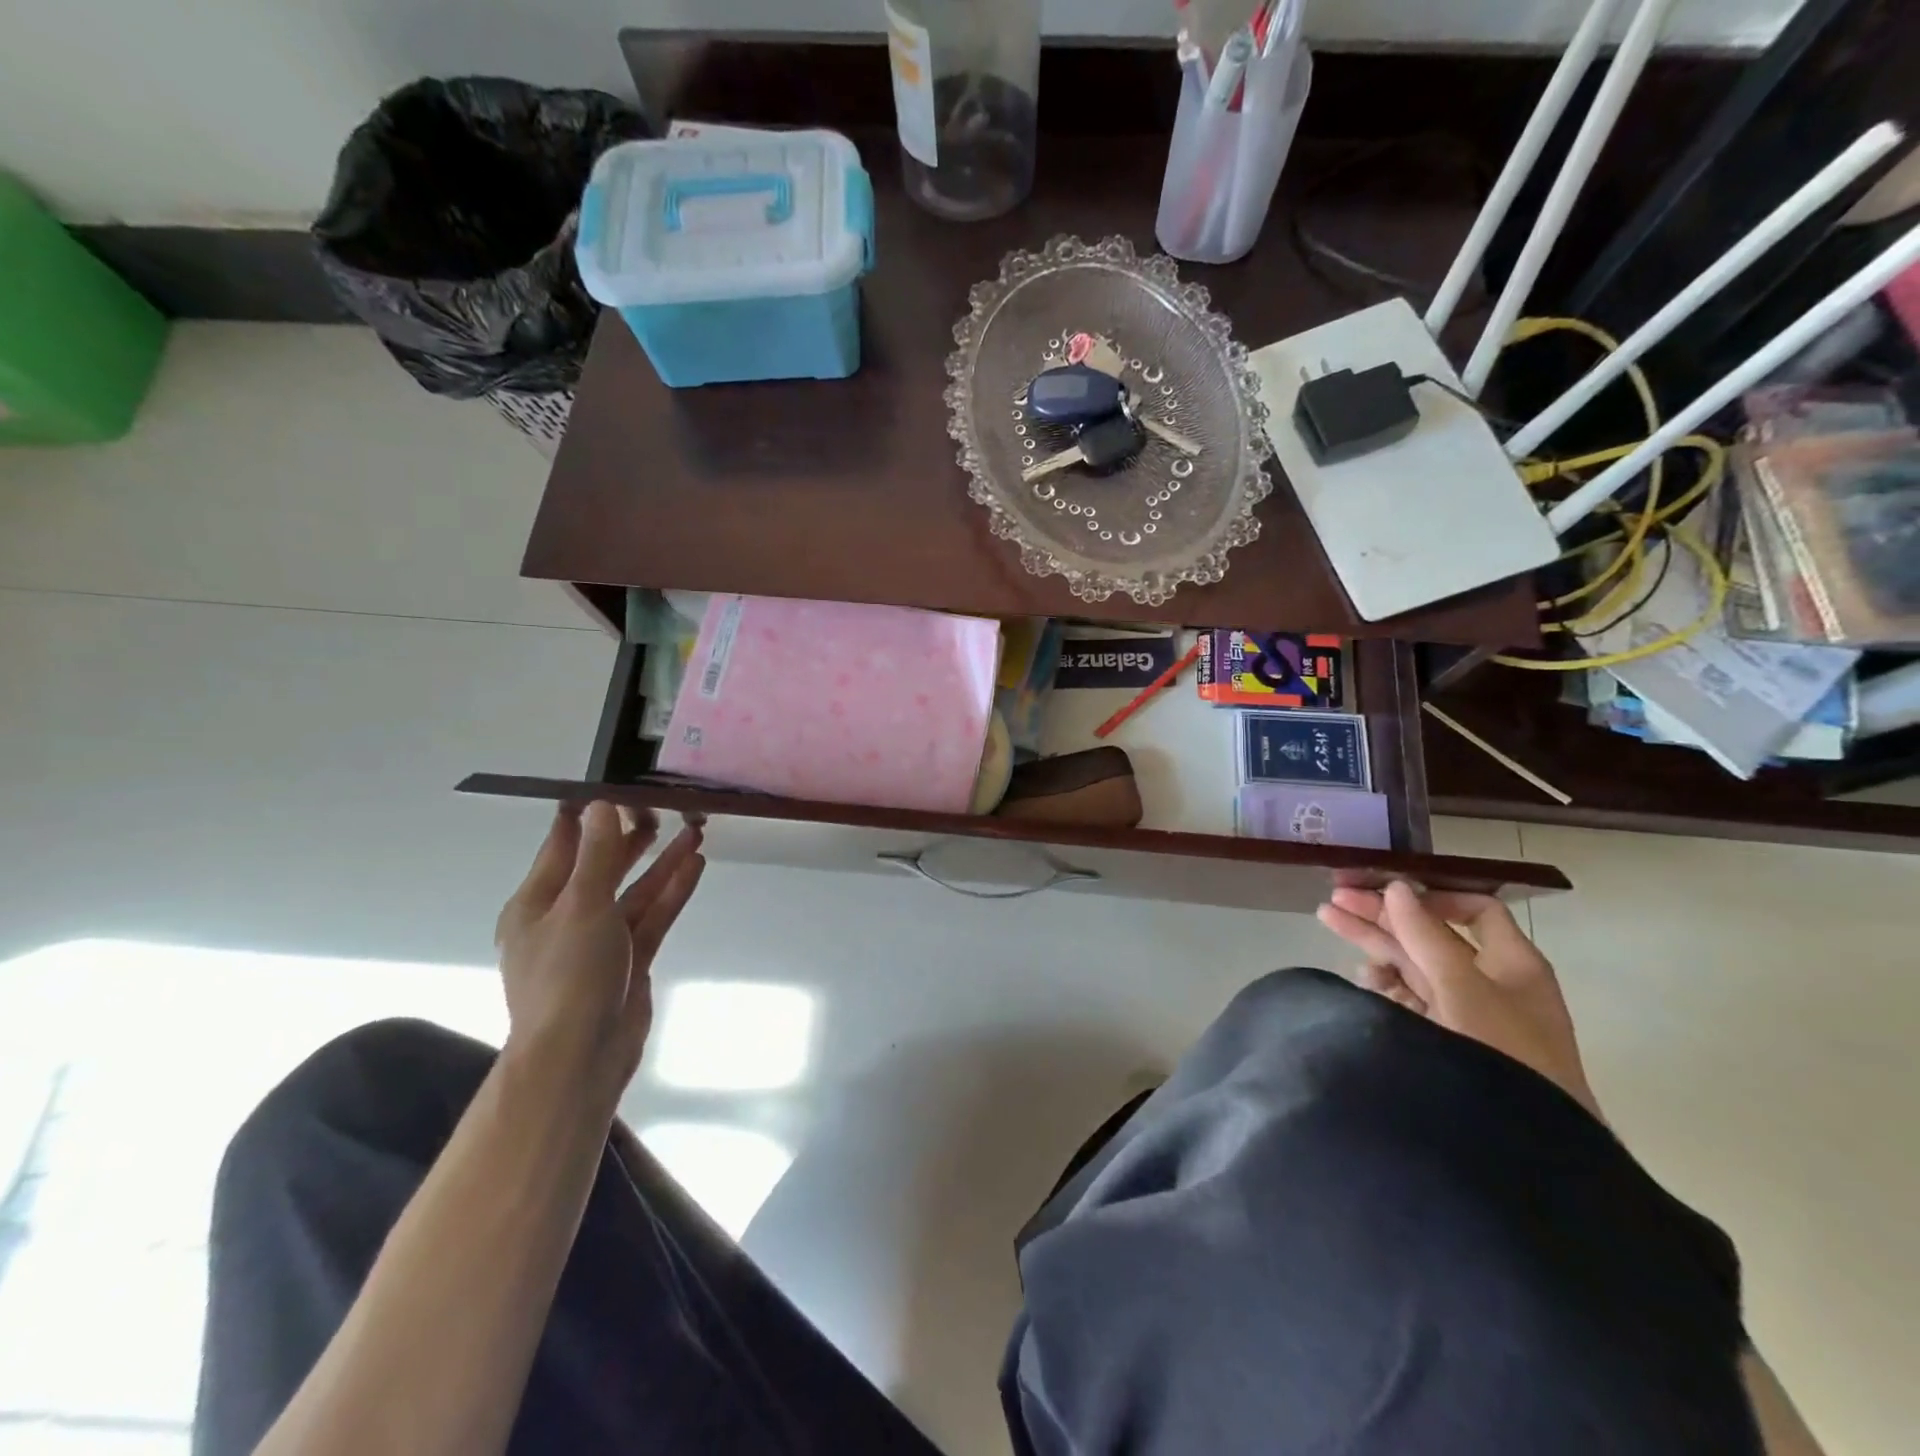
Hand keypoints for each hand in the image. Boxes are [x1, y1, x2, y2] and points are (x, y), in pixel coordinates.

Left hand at [494, 801, 705, 1096]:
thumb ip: (598, 854)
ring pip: (634, 890)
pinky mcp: (630, 959)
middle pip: (602, 867)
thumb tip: (602, 805)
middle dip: (630, 837)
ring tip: (693, 830)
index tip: (609, 786)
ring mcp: (600, 940)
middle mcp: (566, 917)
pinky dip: (671, 891)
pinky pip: (652, 915)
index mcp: (536, 904)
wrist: (580, 1057)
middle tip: (661, 806)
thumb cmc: (567, 975)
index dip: (585, 816)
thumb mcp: (582, 905)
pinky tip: (695, 865)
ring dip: (661, 863)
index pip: (562, 846)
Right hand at [1317, 882, 1601, 1120]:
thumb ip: (1425, 935)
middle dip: (1383, 915)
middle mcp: (1489, 982)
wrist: (1523, 1146)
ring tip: (1328, 922)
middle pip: (1431, 935)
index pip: (1473, 910)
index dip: (1429, 897)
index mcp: (1511, 963)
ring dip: (1373, 943)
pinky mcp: (1442, 1038)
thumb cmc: (1503, 1053)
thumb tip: (1397, 886)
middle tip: (1334, 899)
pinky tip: (1359, 974)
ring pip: (1413, 964)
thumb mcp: (1462, 986)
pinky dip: (1381, 982)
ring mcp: (1464, 1012)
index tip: (1385, 891)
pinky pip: (1406, 998)